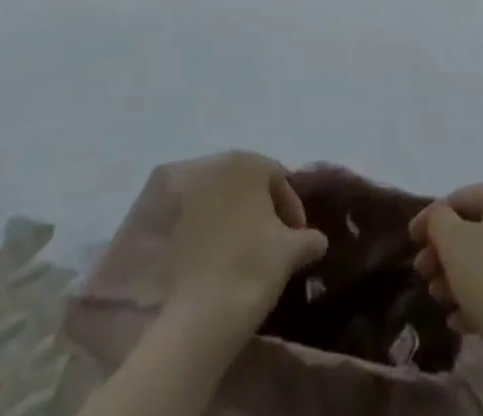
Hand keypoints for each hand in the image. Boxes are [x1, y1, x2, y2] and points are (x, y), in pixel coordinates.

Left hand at [164, 151, 328, 340]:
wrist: (198, 319)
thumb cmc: (251, 269)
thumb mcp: (291, 252)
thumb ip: (308, 238)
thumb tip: (317, 240)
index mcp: (247, 163)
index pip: (278, 177)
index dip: (292, 208)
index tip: (297, 238)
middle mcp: (214, 167)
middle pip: (247, 185)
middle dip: (262, 209)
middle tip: (273, 242)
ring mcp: (185, 194)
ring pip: (221, 201)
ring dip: (235, 220)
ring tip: (246, 253)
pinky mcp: (165, 224)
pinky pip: (197, 221)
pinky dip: (211, 234)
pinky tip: (220, 262)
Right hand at [410, 182, 482, 354]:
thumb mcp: (453, 242)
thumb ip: (437, 220)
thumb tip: (438, 218)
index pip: (461, 198)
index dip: (431, 218)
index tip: (410, 241)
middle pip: (476, 229)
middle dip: (444, 252)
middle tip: (422, 274)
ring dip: (458, 276)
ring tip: (438, 299)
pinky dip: (480, 295)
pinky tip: (459, 320)